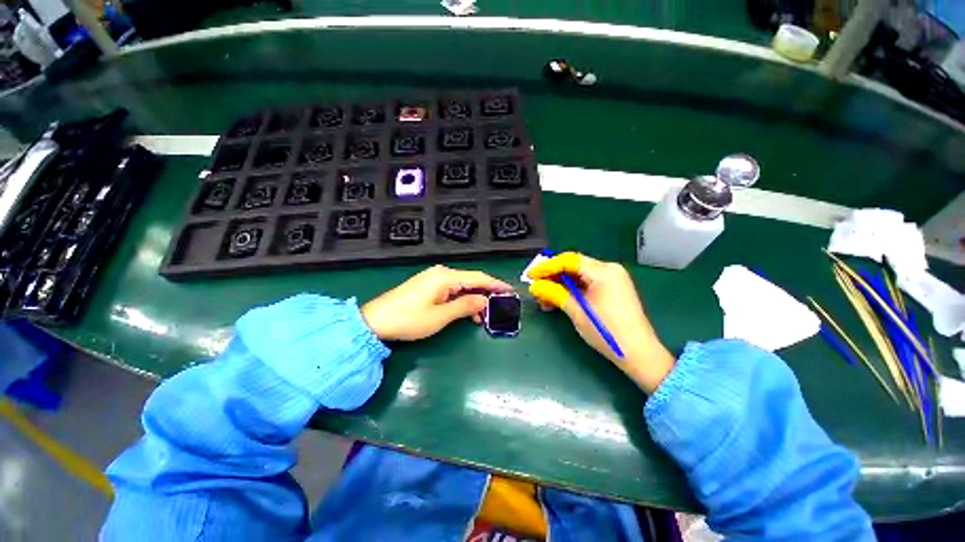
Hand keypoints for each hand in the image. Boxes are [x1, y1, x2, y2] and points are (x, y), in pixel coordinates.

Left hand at [362, 265, 511, 340]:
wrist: (375, 321)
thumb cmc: (409, 319)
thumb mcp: (441, 316)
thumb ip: (465, 306)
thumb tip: (485, 301)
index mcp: (446, 277)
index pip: (478, 278)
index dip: (496, 284)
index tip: (510, 290)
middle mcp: (441, 274)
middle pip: (471, 280)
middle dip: (485, 293)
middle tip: (499, 307)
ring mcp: (433, 279)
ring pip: (461, 286)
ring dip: (473, 299)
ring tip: (482, 316)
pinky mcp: (428, 286)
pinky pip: (451, 290)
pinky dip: (461, 300)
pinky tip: (466, 312)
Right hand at [528, 252, 674, 392]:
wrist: (639, 353)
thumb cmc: (608, 331)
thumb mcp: (577, 311)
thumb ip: (554, 294)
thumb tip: (535, 286)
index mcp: (603, 271)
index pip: (568, 260)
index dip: (547, 266)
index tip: (530, 275)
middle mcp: (609, 270)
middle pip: (573, 266)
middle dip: (552, 277)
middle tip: (535, 288)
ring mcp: (611, 279)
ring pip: (578, 276)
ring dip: (560, 285)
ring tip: (544, 299)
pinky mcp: (611, 290)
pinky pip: (586, 284)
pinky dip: (571, 291)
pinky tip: (558, 300)